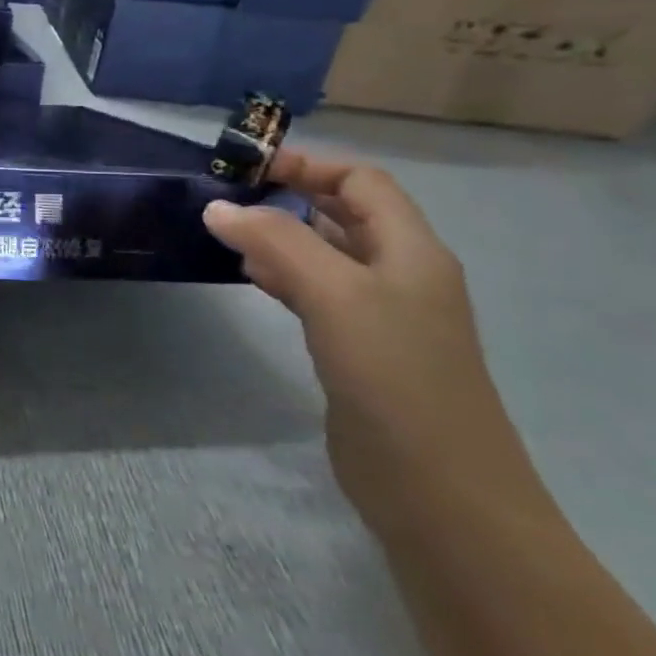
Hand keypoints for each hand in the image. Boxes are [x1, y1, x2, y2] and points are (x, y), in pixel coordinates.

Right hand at [203, 150, 545, 534]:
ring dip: (279, 238)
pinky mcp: (358, 349)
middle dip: (287, 199)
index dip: (309, 166)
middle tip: (225, 202)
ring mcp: (381, 315)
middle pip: (343, 215)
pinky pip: (316, 293)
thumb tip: (218, 206)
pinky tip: (250, 279)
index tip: (246, 170)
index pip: (362, 183)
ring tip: (226, 238)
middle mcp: (400, 275)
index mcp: (411, 251)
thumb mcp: (336, 295)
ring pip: (325, 255)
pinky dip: (281, 276)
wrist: (438, 489)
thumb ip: (277, 242)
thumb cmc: (394, 377)